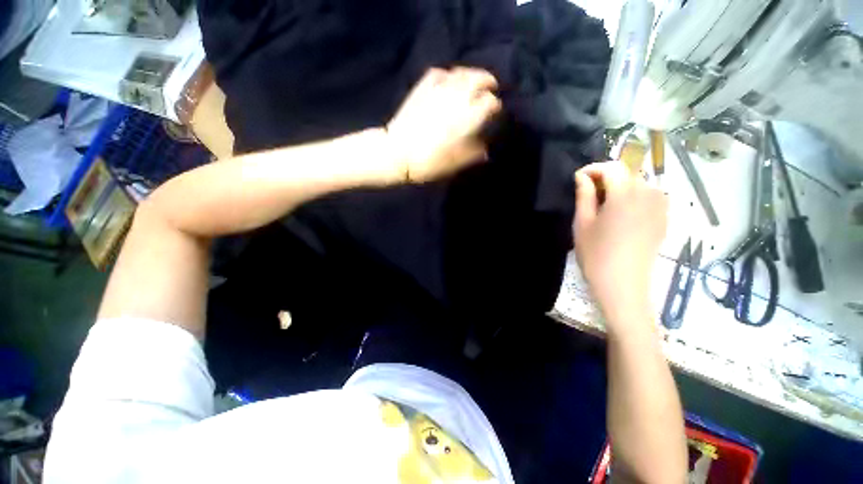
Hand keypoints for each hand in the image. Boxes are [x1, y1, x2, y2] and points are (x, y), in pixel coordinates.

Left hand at [386, 67, 500, 181]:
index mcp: (468, 116)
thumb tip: (485, 150)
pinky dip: (448, 74)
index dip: (495, 106)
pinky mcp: (422, 88)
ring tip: (473, 80)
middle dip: (488, 81)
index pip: (490, 102)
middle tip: (491, 86)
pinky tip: (449, 79)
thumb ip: (473, 154)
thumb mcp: (455, 163)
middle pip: (479, 79)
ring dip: (471, 74)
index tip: (495, 112)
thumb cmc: (429, 161)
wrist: (398, 153)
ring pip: (460, 73)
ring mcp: (439, 90)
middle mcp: (457, 97)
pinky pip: (439, 73)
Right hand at [573, 162, 667, 329]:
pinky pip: (650, 197)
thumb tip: (582, 177)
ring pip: (640, 184)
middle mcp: (648, 195)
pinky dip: (634, 196)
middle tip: (588, 192)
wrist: (622, 286)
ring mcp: (660, 208)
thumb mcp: (582, 224)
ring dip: (621, 186)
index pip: (612, 167)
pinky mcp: (664, 220)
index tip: (578, 178)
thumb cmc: (596, 255)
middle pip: (628, 173)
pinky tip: (622, 212)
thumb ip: (583, 196)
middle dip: (606, 177)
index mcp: (625, 195)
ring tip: (604, 203)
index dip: (593, 169)